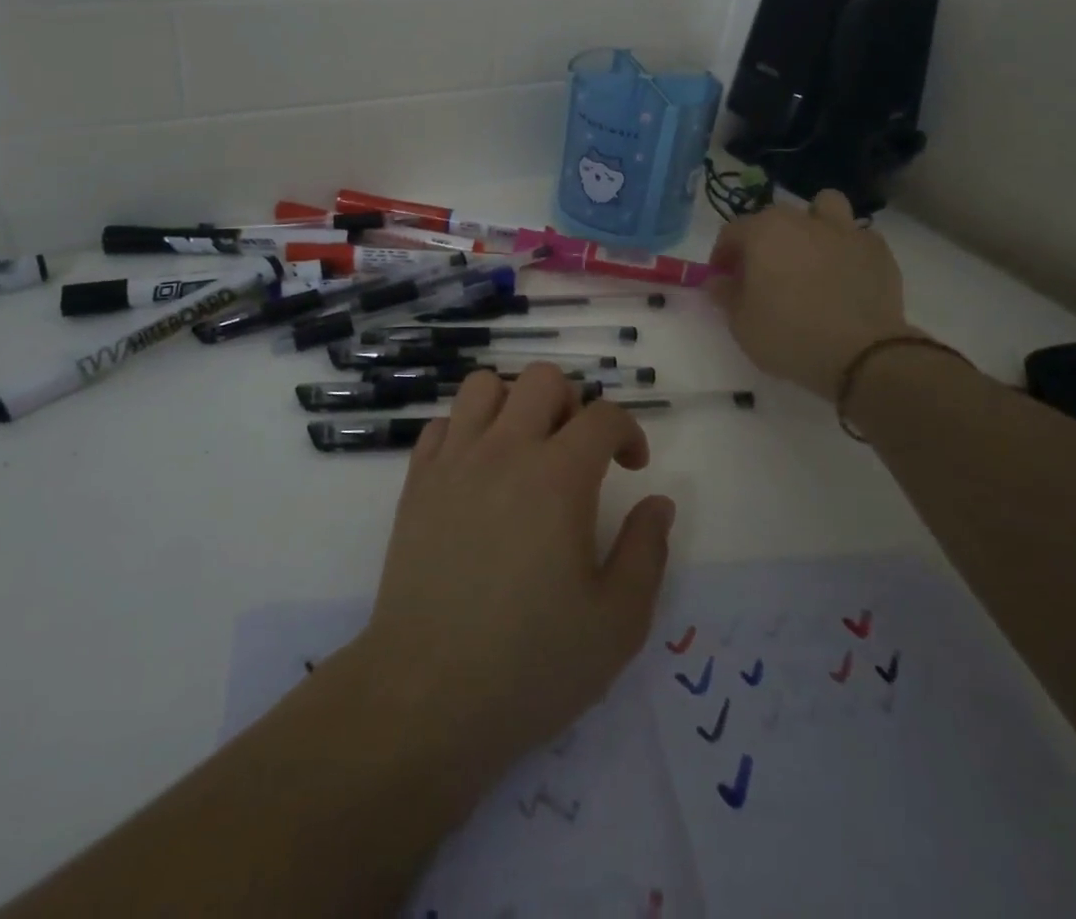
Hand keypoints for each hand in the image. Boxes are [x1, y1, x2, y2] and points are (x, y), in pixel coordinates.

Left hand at [350, 365, 674, 785]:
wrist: (427, 695)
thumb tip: (658, 503)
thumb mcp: (617, 623)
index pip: (603, 415)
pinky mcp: (416, 482)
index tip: (633, 466)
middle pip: (542, 379)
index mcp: (559, 477)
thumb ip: (647, 552)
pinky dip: (467, 431)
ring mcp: (454, 461)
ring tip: (525, 450)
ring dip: (514, 404)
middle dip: (572, 403)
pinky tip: (477, 473)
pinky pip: (442, 423)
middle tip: (577, 453)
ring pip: (484, 385)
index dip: (628, 431)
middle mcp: (505, 451)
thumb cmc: (531, 664)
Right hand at [709, 189, 914, 400]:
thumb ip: (725, 295)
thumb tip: (718, 280)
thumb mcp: (741, 324)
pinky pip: (857, 237)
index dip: (723, 255)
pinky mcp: (878, 251)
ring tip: (810, 255)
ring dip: (813, 224)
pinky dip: (847, 249)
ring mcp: (845, 231)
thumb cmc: (789, 336)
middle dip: (764, 239)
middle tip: (764, 273)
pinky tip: (845, 275)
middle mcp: (803, 221)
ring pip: (824, 207)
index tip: (724, 279)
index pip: (732, 231)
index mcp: (763, 232)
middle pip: (775, 217)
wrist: (862, 355)